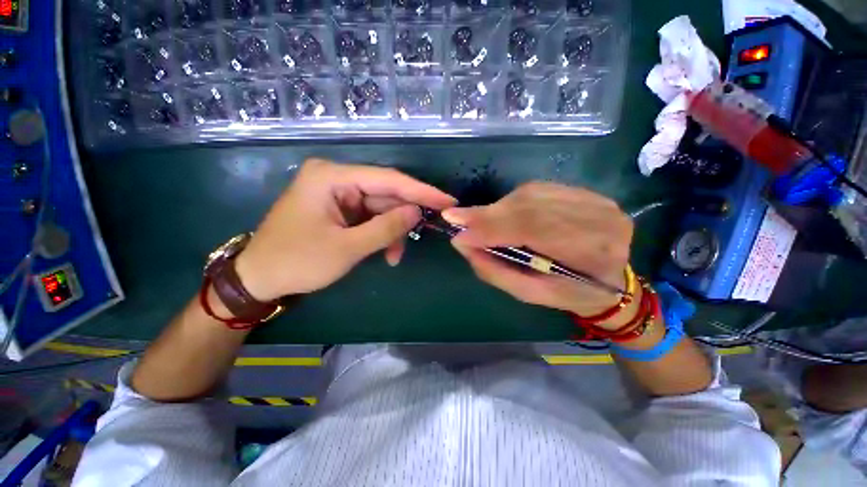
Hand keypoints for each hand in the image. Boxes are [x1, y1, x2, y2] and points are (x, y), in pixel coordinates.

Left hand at [235, 159, 455, 300]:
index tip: (448, 200)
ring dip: (393, 232)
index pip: (388, 179)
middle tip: (430, 231)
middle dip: (405, 217)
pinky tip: (386, 252)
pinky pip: (370, 218)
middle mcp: (336, 178)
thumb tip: (417, 212)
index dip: (421, 191)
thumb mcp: (346, 248)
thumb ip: (385, 228)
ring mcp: (338, 194)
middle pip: (385, 194)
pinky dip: (381, 234)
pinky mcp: (340, 209)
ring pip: (380, 208)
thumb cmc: (297, 262)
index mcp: (332, 177)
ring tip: (395, 256)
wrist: (259, 278)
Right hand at [443, 182, 633, 322]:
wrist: (610, 280)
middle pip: (530, 206)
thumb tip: (462, 243)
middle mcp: (598, 216)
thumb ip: (495, 270)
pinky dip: (511, 202)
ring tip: (476, 221)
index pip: (535, 228)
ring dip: (497, 209)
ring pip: (530, 194)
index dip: (492, 226)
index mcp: (593, 252)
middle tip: (456, 219)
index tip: (457, 228)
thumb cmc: (570, 294)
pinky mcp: (583, 191)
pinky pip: (536, 190)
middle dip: (488, 215)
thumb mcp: (530, 293)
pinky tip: (501, 214)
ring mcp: (594, 199)